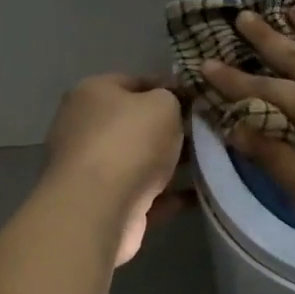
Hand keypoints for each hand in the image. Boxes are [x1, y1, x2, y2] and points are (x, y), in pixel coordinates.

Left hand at [43, 74, 186, 264]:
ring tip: (210, 161)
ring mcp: (91, 169)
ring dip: (171, 163)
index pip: (136, 82)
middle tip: (204, 131)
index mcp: (92, 94)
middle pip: (136, 123)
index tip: (198, 99)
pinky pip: (143, 193)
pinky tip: (200, 194)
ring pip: (140, 160)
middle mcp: (85, 128)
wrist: (97, 211)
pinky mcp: (102, 204)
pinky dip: (168, 194)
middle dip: (170, 128)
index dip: (169, 88)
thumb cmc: (129, 142)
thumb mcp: (163, 104)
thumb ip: (172, 98)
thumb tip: (174, 104)